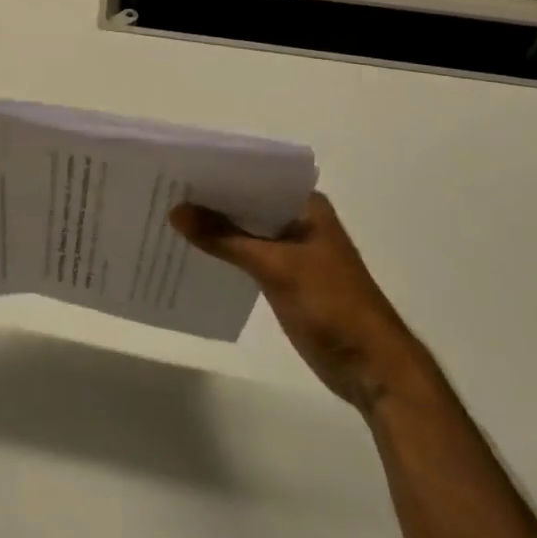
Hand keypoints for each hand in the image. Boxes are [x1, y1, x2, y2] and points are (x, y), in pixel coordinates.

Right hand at [171, 192, 425, 413]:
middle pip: (246, 203)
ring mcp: (292, 250)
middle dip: (210, 201)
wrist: (372, 369)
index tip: (178, 168)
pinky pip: (246, 255)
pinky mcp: (285, 278)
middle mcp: (298, 220)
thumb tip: (176, 211)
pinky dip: (224, 253)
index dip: (218, 173)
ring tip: (169, 217)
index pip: (255, 176)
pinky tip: (192, 251)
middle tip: (164, 191)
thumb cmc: (331, 305)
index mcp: (306, 205)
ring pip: (245, 230)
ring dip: (215, 228)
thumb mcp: (275, 267)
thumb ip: (224, 238)